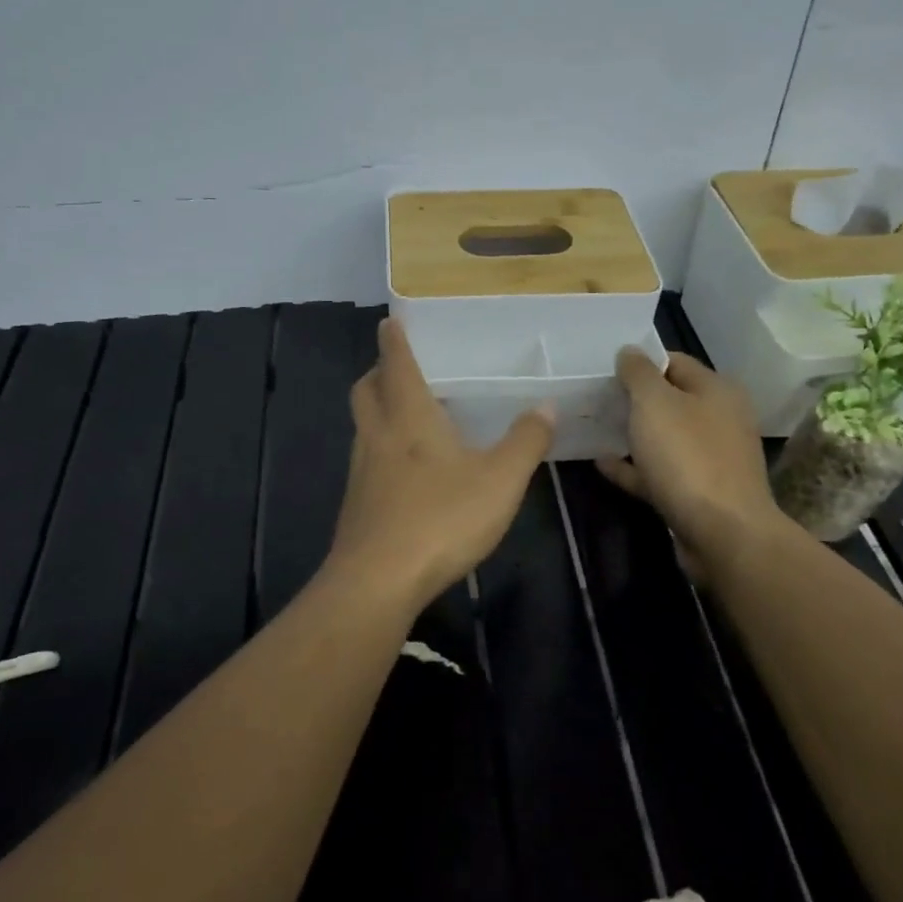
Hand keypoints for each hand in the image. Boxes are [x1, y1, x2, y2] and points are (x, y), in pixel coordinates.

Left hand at [325, 317, 554, 609]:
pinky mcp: (356, 504)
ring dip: (376, 409)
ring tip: (403, 413)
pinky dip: (379, 447)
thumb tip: (546, 406)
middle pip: (366, 390)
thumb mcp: (499, 480)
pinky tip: (403, 470)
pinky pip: (365, 459)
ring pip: (362, 425)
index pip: (396, 364)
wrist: (377, 580)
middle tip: (396, 367)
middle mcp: (378, 435)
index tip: (390, 321)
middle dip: (378, 372)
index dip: (394, 340)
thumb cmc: (441, 518)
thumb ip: (525, 441)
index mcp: (409, 417)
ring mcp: (361, 471)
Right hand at [596, 349, 784, 579]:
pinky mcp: (699, 493)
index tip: (605, 370)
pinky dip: (634, 467)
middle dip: (634, 399)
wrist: (723, 533)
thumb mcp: (655, 403)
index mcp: (717, 390)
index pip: (674, 362)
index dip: (640, 362)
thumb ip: (638, 373)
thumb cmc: (688, 457)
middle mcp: (720, 420)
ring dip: (633, 434)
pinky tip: (603, 464)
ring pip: (665, 438)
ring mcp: (711, 459)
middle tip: (595, 399)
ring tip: (595, 429)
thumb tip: (629, 351)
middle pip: (670, 400)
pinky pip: (660, 472)